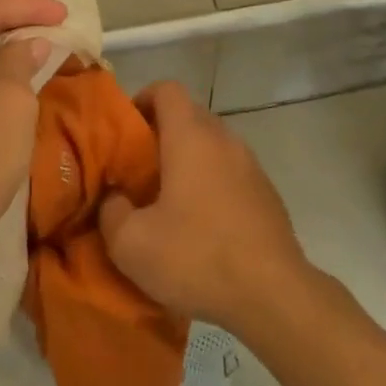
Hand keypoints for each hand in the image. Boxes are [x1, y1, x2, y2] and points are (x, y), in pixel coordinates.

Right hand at [99, 83, 311, 333]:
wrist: (274, 295)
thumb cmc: (197, 257)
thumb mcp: (131, 244)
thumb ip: (111, 212)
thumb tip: (115, 199)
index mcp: (191, 137)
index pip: (167, 89)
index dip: (143, 99)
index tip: (126, 130)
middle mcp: (224, 139)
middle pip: (189, 115)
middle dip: (161, 133)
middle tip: (138, 169)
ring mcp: (251, 165)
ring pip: (212, 145)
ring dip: (188, 160)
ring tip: (167, 200)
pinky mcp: (267, 194)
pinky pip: (230, 172)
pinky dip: (211, 183)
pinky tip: (201, 225)